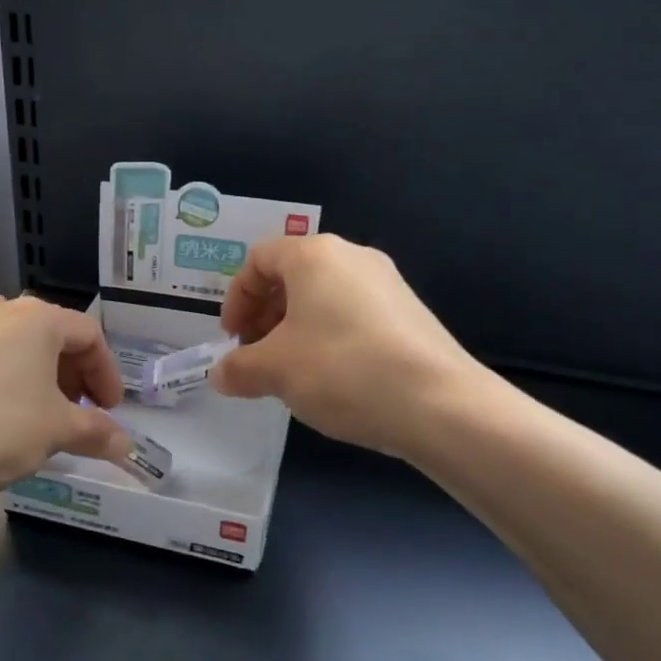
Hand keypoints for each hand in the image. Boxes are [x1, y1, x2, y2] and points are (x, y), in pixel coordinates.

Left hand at [0, 295, 134, 500]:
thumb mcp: (57, 430)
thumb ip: (96, 432)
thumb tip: (127, 444)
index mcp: (38, 318)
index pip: (89, 336)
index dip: (107, 373)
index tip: (111, 410)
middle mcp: (3, 311)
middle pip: (53, 335)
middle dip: (74, 373)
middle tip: (82, 411)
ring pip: (16, 341)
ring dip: (37, 369)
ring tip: (41, 404)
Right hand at [212, 234, 485, 456]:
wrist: (439, 405)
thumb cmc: (342, 370)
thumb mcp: (274, 371)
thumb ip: (237, 368)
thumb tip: (221, 374)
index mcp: (314, 255)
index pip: (259, 260)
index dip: (236, 298)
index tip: (231, 339)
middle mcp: (352, 257)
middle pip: (291, 276)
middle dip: (264, 315)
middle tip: (256, 355)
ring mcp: (387, 284)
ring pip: (323, 297)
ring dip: (294, 330)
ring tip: (290, 372)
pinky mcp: (409, 314)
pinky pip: (352, 315)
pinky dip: (328, 337)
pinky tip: (331, 379)